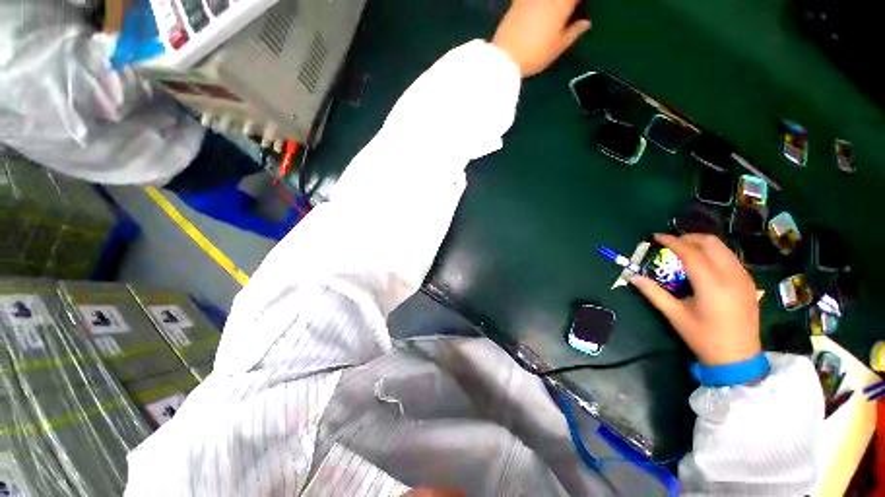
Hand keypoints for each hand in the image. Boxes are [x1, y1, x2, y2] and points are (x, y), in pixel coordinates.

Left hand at [492, 0, 591, 76]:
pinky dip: (534, 4)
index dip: (579, 2)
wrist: (505, 57)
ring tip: (554, 11)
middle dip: (566, 3)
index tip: (580, 7)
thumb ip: (573, 32)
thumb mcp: (557, 47)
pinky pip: (526, 0)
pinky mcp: (517, 2)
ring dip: (552, 4)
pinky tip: (536, 9)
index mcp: (562, 4)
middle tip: (568, 10)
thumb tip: (586, 23)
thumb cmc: (535, 55)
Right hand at [630, 234, 761, 365]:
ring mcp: (744, 278)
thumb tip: (632, 276)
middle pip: (711, 243)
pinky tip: (702, 264)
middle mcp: (731, 276)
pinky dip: (713, 253)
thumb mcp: (675, 315)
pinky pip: (730, 257)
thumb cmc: (703, 337)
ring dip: (701, 244)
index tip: (656, 237)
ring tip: (683, 251)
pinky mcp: (749, 282)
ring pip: (723, 248)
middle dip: (688, 238)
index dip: (672, 241)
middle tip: (670, 244)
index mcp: (712, 285)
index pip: (691, 252)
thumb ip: (653, 293)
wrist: (738, 358)